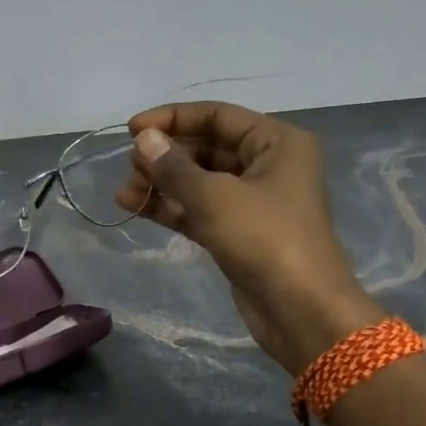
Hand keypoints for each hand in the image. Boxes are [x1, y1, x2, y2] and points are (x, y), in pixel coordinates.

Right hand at [118, 102, 380, 375]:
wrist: (300, 310)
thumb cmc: (265, 239)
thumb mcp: (215, 197)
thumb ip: (174, 167)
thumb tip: (144, 139)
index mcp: (277, 142)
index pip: (217, 116)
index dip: (173, 119)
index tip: (132, 130)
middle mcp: (267, 165)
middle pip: (206, 148)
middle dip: (165, 156)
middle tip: (129, 167)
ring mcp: (252, 202)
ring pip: (198, 181)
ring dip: (161, 183)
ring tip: (124, 192)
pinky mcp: (237, 233)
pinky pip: (198, 209)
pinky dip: (170, 207)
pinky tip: (134, 206)